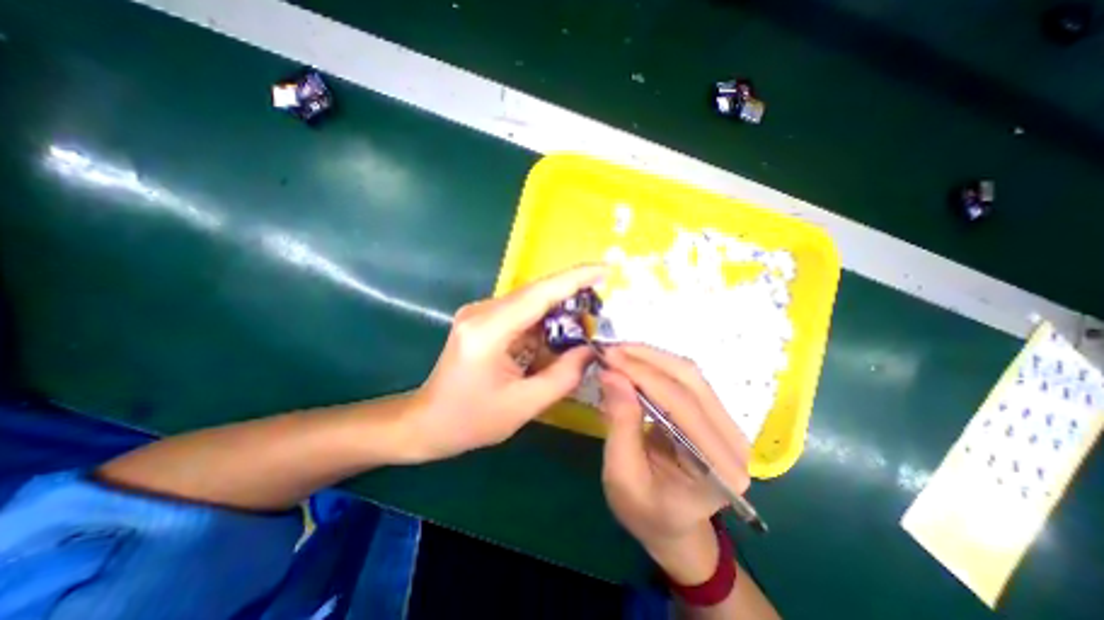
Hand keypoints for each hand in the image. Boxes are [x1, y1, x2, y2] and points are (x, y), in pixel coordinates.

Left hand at [403, 264, 606, 461]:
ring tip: (585, 325)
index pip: (539, 294)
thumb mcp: (524, 405)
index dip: (575, 279)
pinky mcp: (482, 318)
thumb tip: (592, 350)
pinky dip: (543, 321)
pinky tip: (557, 336)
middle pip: (536, 293)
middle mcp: (482, 312)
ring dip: (558, 310)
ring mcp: (479, 312)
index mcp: (488, 331)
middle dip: (572, 295)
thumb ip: (564, 376)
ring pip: (530, 301)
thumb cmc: (471, 420)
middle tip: (603, 306)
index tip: (606, 271)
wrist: (427, 421)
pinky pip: (521, 312)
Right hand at [600, 347, 754, 584]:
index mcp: (719, 467)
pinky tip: (634, 363)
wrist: (673, 527)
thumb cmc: (647, 512)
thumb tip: (611, 374)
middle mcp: (734, 440)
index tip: (608, 356)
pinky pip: (685, 380)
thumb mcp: (623, 476)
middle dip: (646, 358)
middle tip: (611, 350)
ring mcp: (728, 424)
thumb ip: (620, 424)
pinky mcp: (714, 414)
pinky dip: (656, 366)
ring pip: (689, 373)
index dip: (642, 373)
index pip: (680, 403)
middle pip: (690, 379)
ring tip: (619, 353)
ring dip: (651, 357)